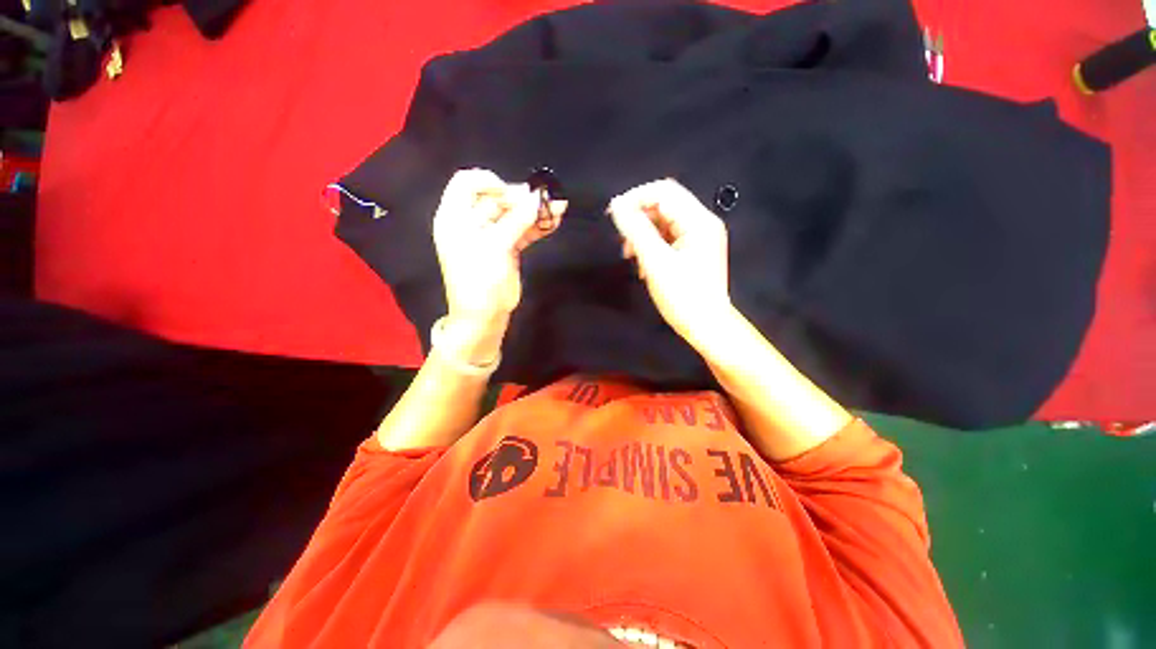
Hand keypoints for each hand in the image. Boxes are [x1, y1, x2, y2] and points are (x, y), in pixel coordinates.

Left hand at [432, 169, 566, 361]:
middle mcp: (472, 222)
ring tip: (558, 207)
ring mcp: (491, 235)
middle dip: (521, 198)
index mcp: (455, 217)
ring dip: (535, 212)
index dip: (489, 181)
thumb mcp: (495, 247)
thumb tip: (538, 198)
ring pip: (513, 215)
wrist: (484, 316)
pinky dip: (537, 226)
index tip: (512, 193)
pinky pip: (522, 231)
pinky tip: (554, 221)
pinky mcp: (507, 247)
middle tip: (544, 201)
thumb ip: (517, 220)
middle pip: (496, 198)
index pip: (466, 183)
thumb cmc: (480, 280)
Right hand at [607, 178, 733, 348]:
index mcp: (698, 221)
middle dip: (638, 218)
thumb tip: (617, 206)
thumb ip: (636, 231)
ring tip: (630, 255)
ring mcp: (697, 238)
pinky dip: (651, 246)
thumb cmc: (683, 296)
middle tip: (620, 238)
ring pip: (662, 223)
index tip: (612, 214)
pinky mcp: (692, 251)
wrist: (706, 327)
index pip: (663, 192)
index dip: (636, 198)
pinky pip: (666, 238)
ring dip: (642, 234)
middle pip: (663, 205)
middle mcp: (701, 223)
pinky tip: (642, 264)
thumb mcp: (656, 262)